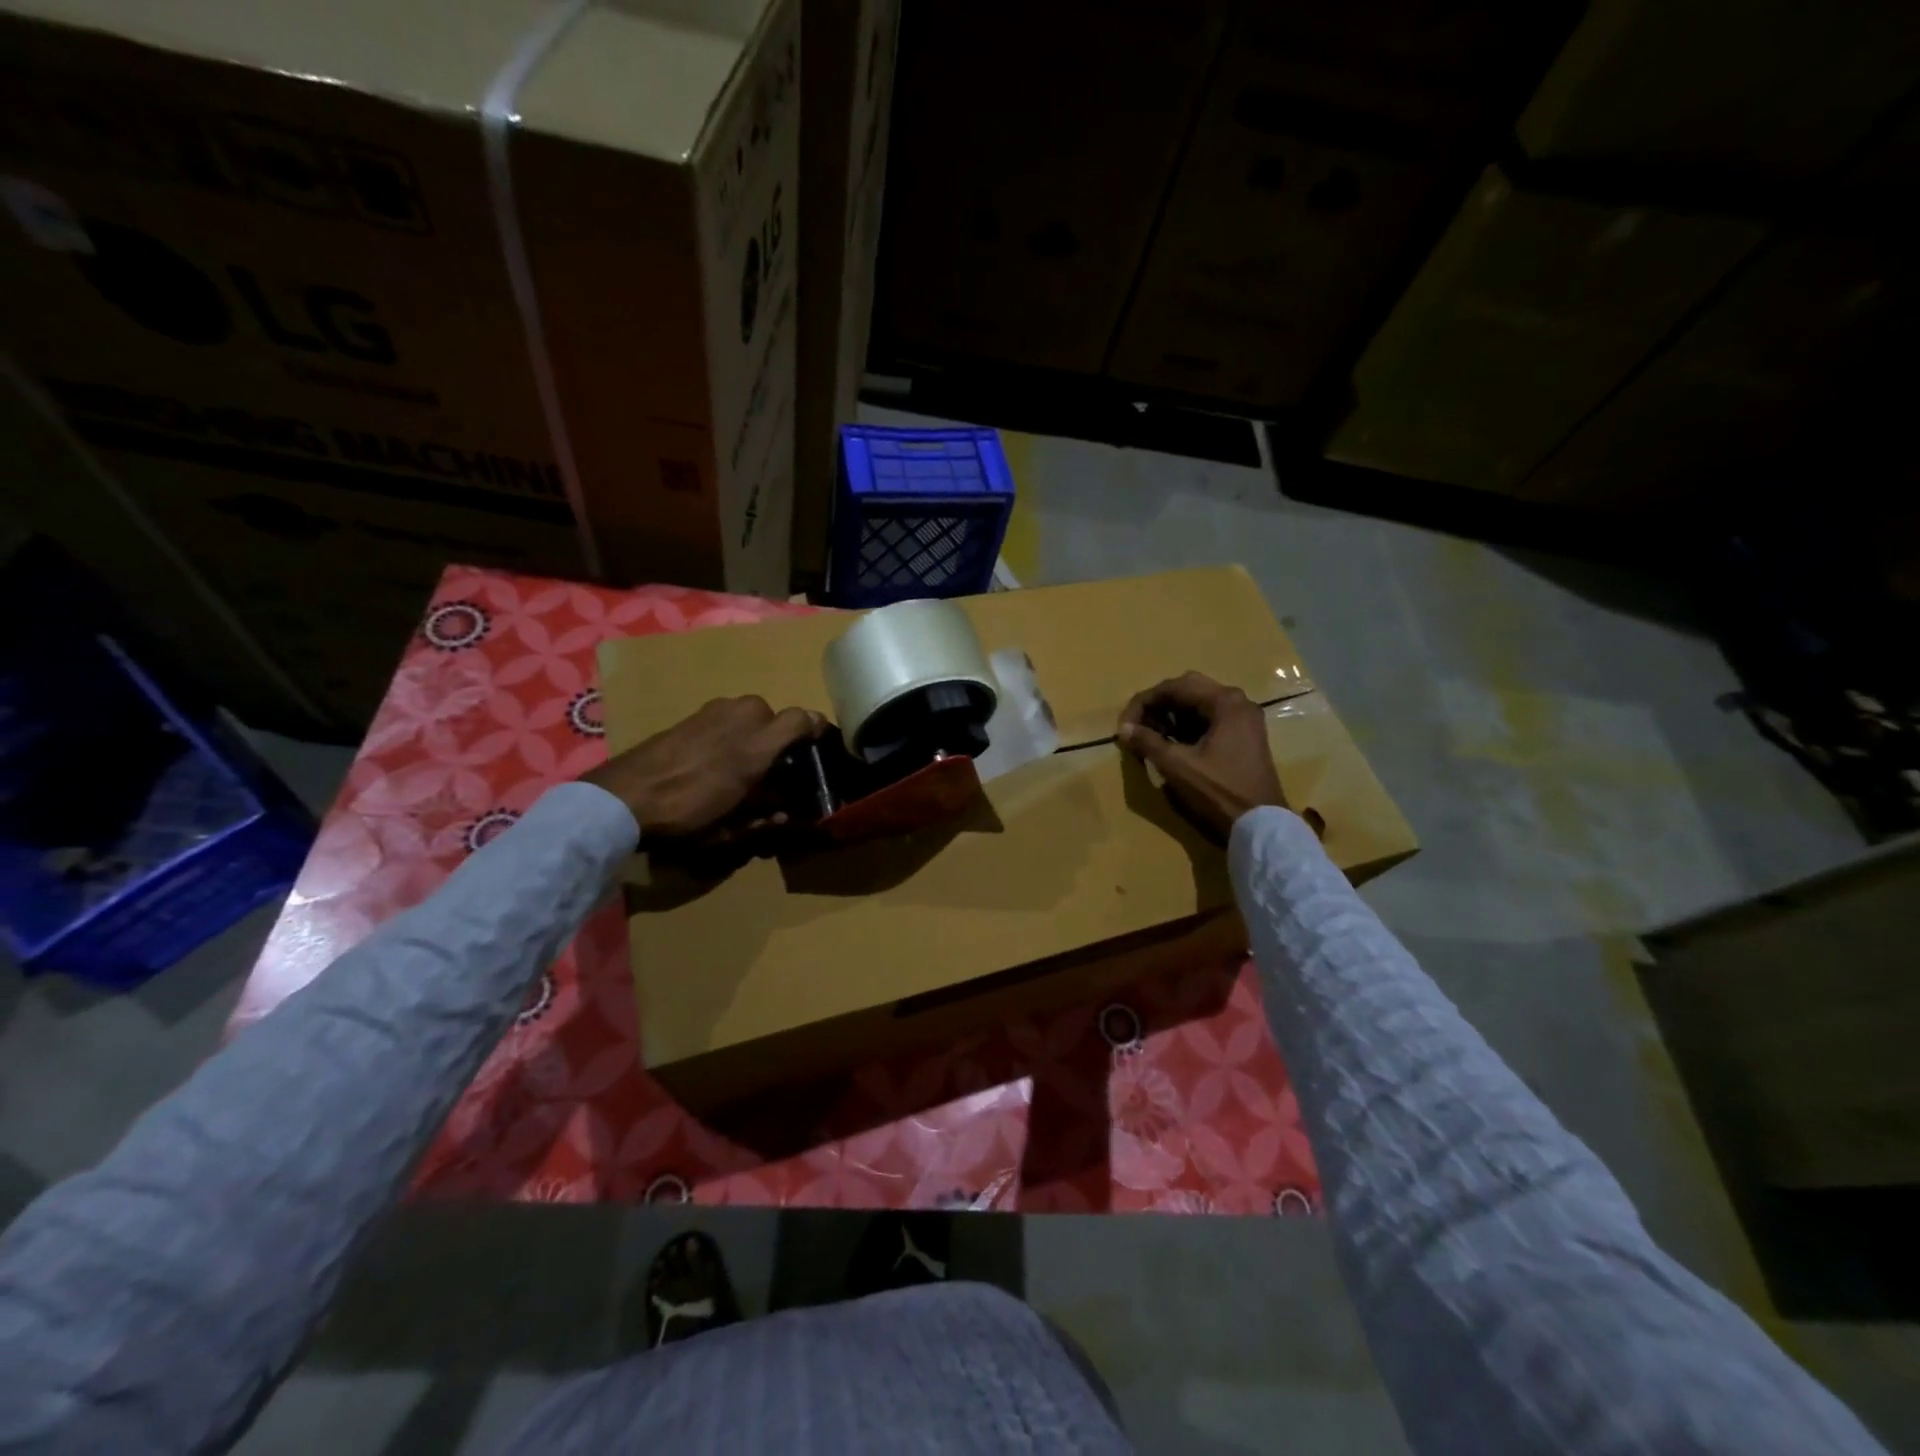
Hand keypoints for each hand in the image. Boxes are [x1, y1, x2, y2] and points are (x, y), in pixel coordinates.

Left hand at [584, 696, 823, 839]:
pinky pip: (725, 718)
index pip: (806, 720)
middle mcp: (743, 715)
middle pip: (776, 719)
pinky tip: (714, 762)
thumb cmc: (687, 813)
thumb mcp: (734, 826)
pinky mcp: (692, 715)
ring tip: (743, 767)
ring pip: (749, 716)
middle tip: (775, 770)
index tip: (819, 749)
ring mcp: (715, 710)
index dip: (818, 731)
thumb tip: (786, 812)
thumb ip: (767, 815)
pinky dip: (729, 734)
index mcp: (760, 742)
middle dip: (780, 741)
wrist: (624, 796)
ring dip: (754, 736)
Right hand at [1116, 672, 1285, 838]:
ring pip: (1200, 703)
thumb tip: (1124, 728)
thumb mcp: (1177, 766)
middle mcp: (1238, 702)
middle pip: (1188, 689)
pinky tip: (1173, 744)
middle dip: (1158, 706)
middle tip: (1139, 727)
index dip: (1144, 703)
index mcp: (1225, 702)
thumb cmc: (1219, 791)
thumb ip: (1148, 742)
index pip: (1174, 687)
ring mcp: (1244, 718)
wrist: (1261, 824)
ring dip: (1172, 715)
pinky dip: (1188, 726)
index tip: (1125, 725)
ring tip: (1152, 737)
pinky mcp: (1245, 735)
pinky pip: (1211, 718)